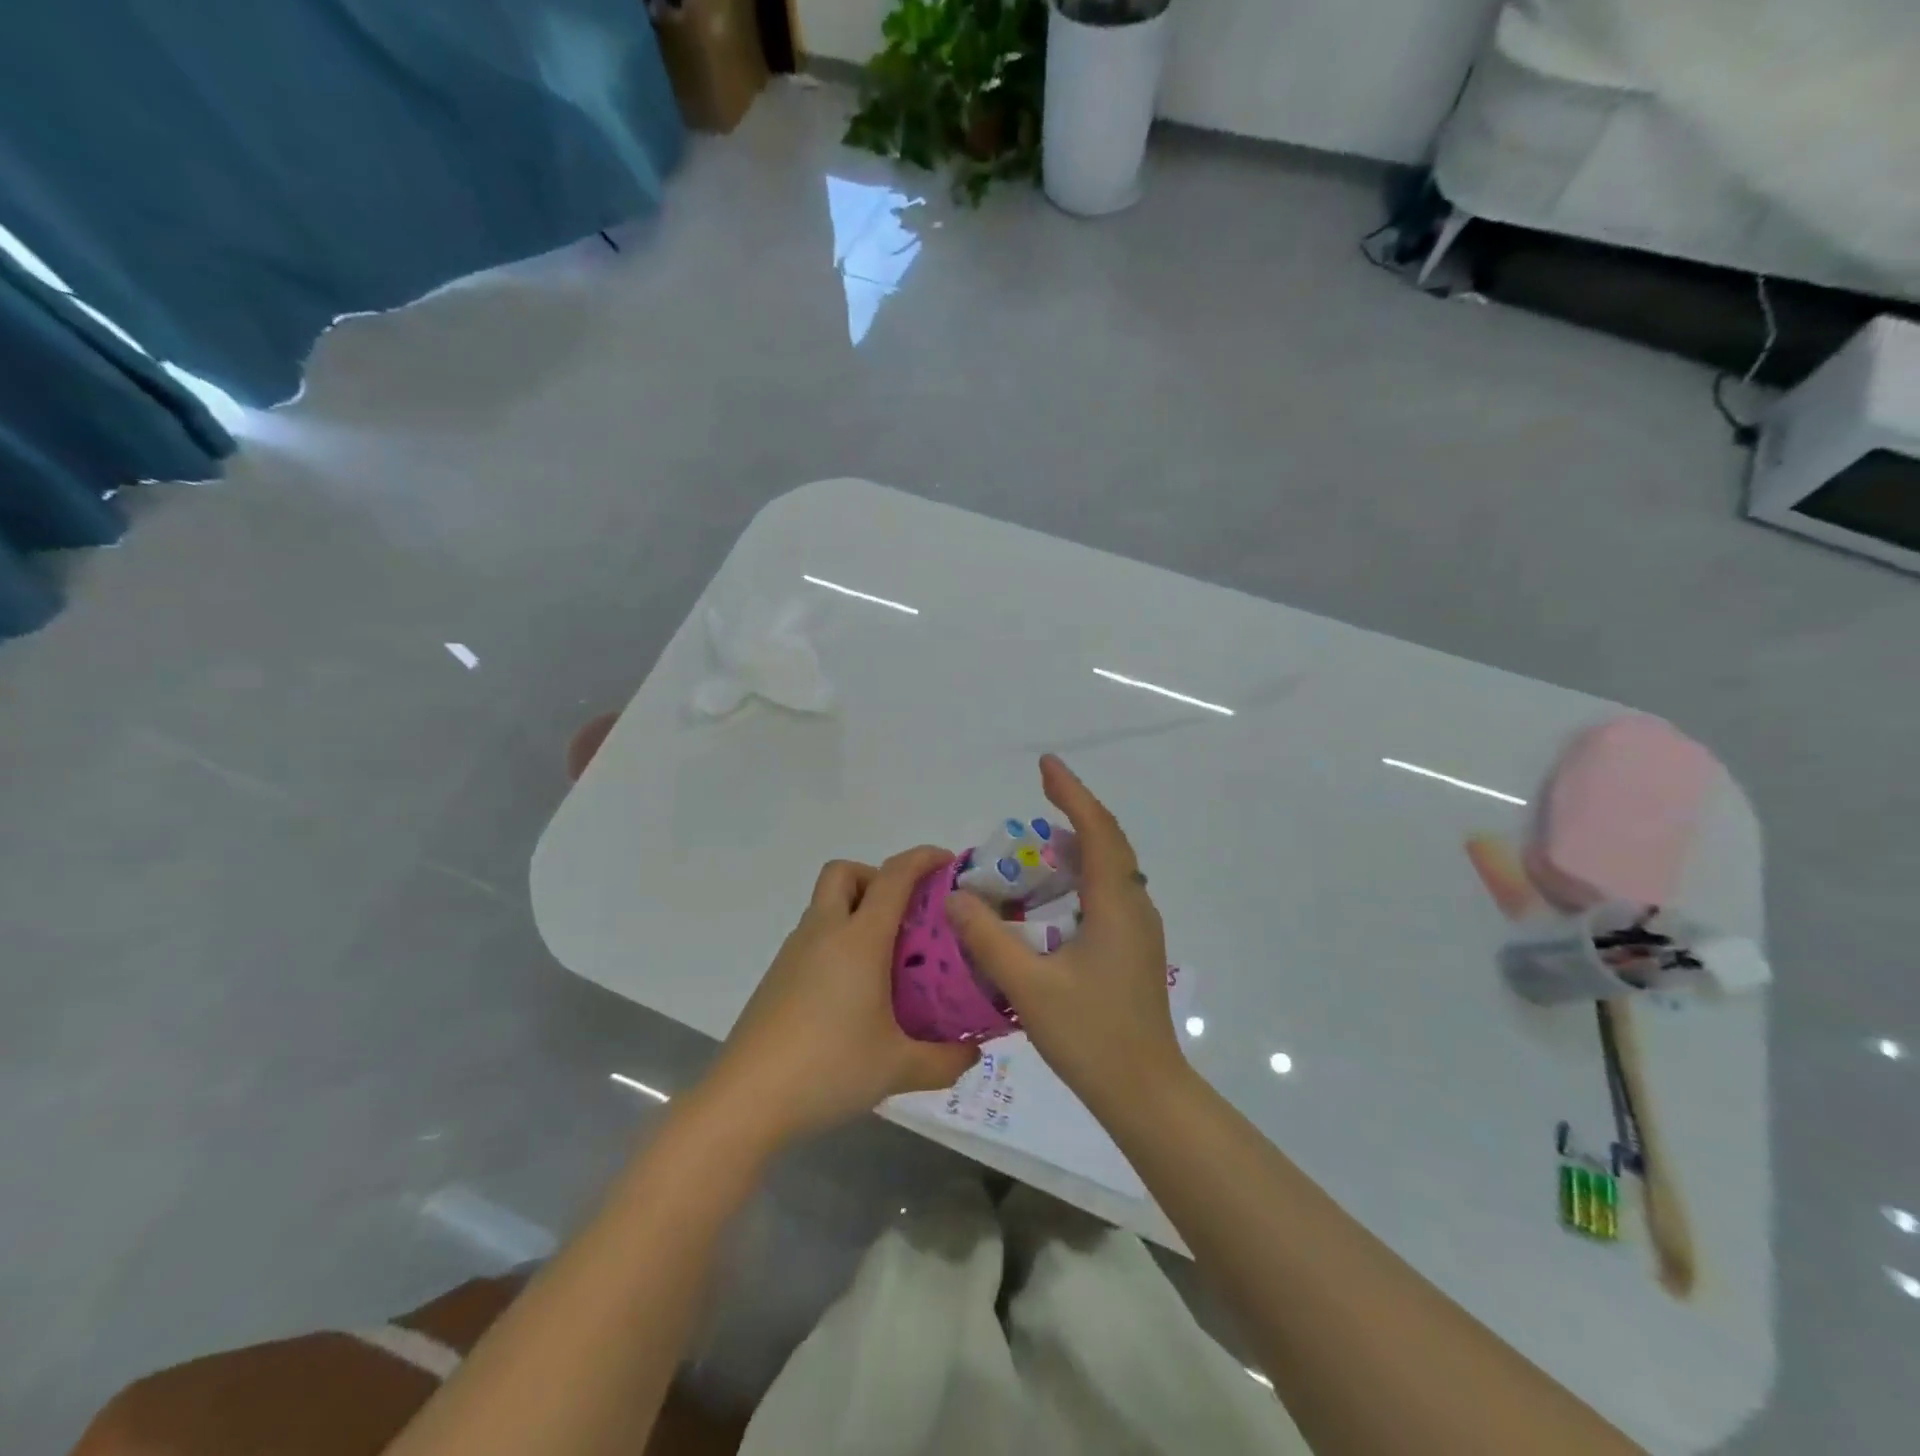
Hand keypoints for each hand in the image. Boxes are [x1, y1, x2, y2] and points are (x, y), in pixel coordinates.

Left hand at [702, 847, 981, 1146]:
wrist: (745, 1100)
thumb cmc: (828, 1069)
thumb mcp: (898, 1068)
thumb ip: (945, 1060)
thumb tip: (974, 1053)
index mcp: (858, 939)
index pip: (894, 877)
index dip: (922, 859)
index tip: (947, 863)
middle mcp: (823, 932)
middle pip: (844, 872)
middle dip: (876, 877)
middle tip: (904, 914)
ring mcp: (793, 953)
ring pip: (825, 905)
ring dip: (855, 911)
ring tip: (885, 960)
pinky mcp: (776, 977)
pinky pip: (812, 938)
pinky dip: (837, 942)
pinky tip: (852, 993)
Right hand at [945, 755, 1187, 1116]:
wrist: (1145, 1093)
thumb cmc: (1092, 1037)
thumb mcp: (1029, 987)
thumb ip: (988, 939)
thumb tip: (956, 896)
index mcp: (1115, 904)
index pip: (1096, 830)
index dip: (1071, 792)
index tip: (1046, 765)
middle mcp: (1133, 907)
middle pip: (1107, 843)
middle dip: (1073, 814)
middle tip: (1035, 801)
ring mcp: (1137, 930)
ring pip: (1108, 870)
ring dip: (1075, 849)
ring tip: (1034, 848)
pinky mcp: (1132, 950)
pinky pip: (1105, 895)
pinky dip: (1078, 879)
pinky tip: (1049, 900)